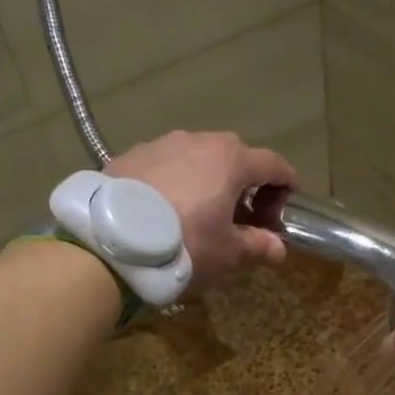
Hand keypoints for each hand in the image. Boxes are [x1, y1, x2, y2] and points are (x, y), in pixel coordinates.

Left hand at [107, 131, 294, 290]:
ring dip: (206, 182)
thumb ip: (257, 246)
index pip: (272, 164)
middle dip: (244, 186)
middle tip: (240, 219)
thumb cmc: (184, 244)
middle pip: (234, 157)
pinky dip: (174, 184)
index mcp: (231, 160)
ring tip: (198, 215)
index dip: (284, 186)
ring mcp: (160, 145)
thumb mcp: (226, 254)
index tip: (284, 208)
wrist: (111, 241)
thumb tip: (278, 248)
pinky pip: (164, 167)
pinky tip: (163, 212)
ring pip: (196, 159)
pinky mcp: (129, 156)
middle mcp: (198, 141)